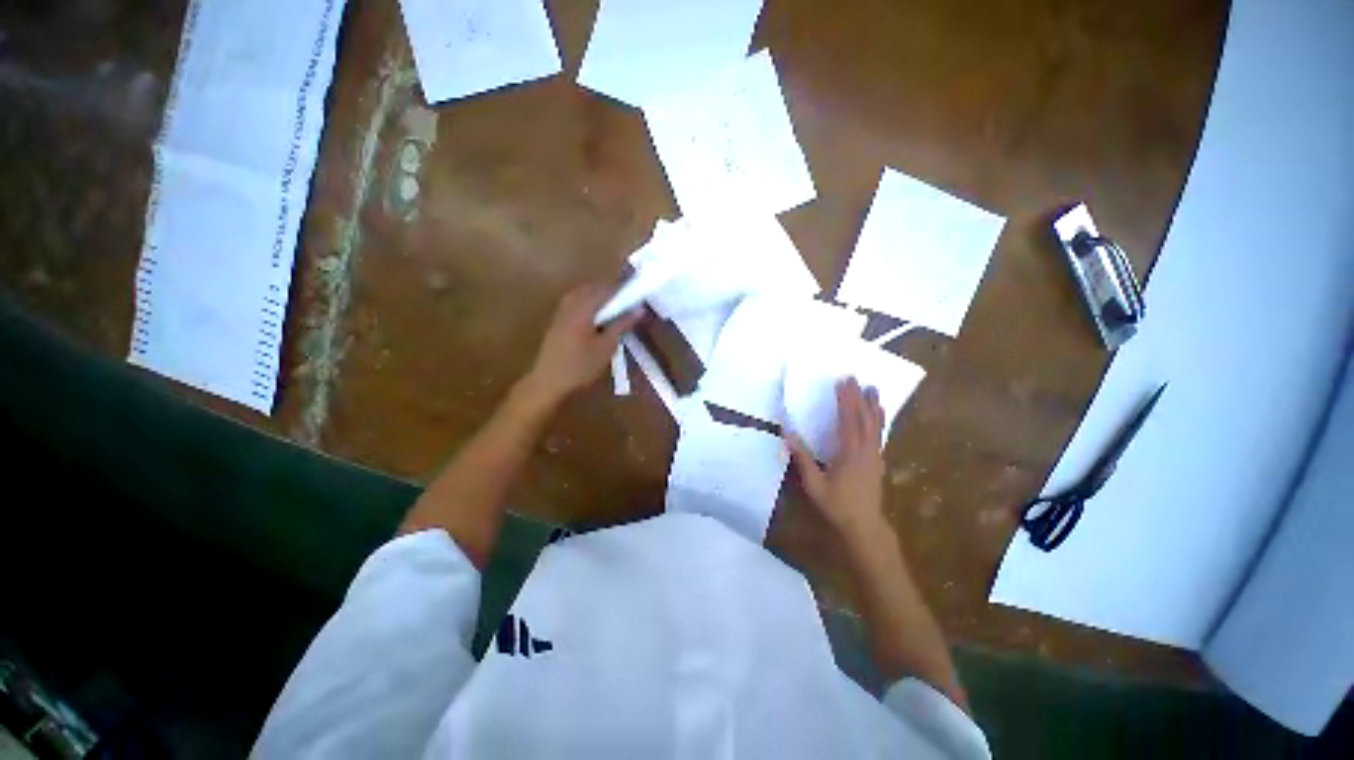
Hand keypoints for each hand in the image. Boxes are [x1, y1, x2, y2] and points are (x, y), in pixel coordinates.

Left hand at [520, 282, 641, 408]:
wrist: (549, 382)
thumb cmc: (581, 366)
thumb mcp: (607, 346)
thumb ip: (622, 324)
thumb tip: (640, 309)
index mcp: (582, 307)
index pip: (606, 289)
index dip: (623, 290)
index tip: (637, 296)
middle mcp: (570, 303)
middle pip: (592, 288)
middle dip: (610, 292)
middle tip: (627, 304)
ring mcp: (561, 312)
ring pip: (583, 295)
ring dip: (599, 299)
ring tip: (614, 311)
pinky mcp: (557, 321)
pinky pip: (576, 303)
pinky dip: (589, 305)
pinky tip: (597, 319)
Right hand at [787, 377, 888, 545]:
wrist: (863, 526)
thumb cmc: (836, 505)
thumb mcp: (814, 484)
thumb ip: (802, 457)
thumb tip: (787, 433)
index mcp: (849, 453)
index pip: (848, 420)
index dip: (845, 400)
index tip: (842, 382)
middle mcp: (865, 450)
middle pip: (864, 419)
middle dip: (859, 397)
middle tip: (856, 378)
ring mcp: (875, 456)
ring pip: (876, 426)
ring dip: (874, 406)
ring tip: (873, 390)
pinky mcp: (878, 462)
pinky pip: (879, 436)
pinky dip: (879, 422)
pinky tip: (879, 417)